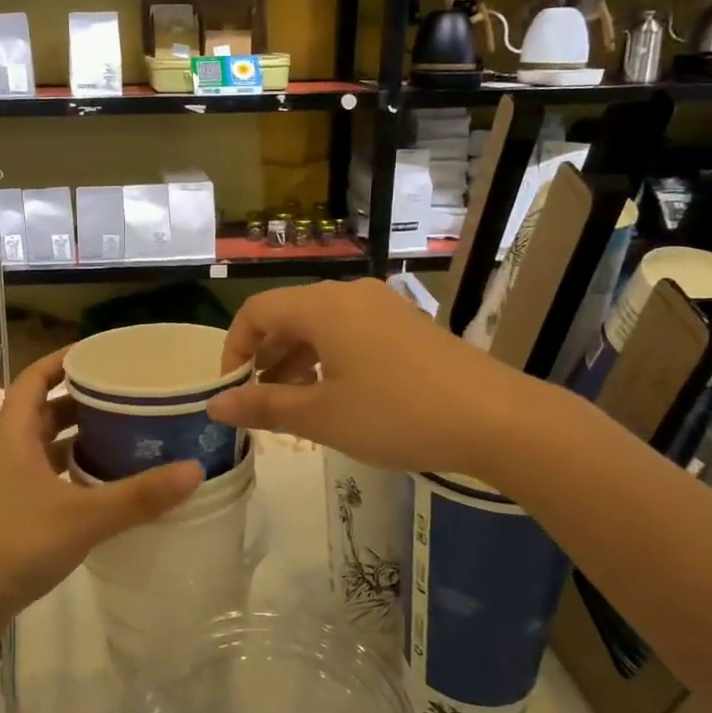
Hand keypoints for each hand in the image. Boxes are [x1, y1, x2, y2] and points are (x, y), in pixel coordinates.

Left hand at [0, 349, 202, 659]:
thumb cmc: (11, 544)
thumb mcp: (81, 517)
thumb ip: (138, 497)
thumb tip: (194, 470)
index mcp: (13, 434)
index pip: (35, 378)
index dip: (64, 359)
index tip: (101, 353)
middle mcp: (5, 453)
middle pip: (44, 412)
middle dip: (82, 402)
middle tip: (126, 397)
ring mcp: (2, 487)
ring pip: (44, 449)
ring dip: (77, 441)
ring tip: (122, 437)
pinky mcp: (6, 518)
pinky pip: (44, 481)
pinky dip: (71, 476)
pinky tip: (101, 490)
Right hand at [206, 279, 546, 479]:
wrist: (496, 419)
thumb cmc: (397, 414)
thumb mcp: (322, 417)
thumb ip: (264, 406)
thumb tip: (215, 406)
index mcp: (322, 306)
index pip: (256, 312)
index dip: (235, 349)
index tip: (232, 391)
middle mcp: (349, 294)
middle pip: (288, 315)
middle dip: (266, 357)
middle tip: (259, 402)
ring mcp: (382, 305)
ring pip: (320, 325)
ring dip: (296, 360)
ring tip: (294, 404)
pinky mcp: (406, 323)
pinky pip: (349, 331)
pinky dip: (329, 358)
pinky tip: (336, 394)